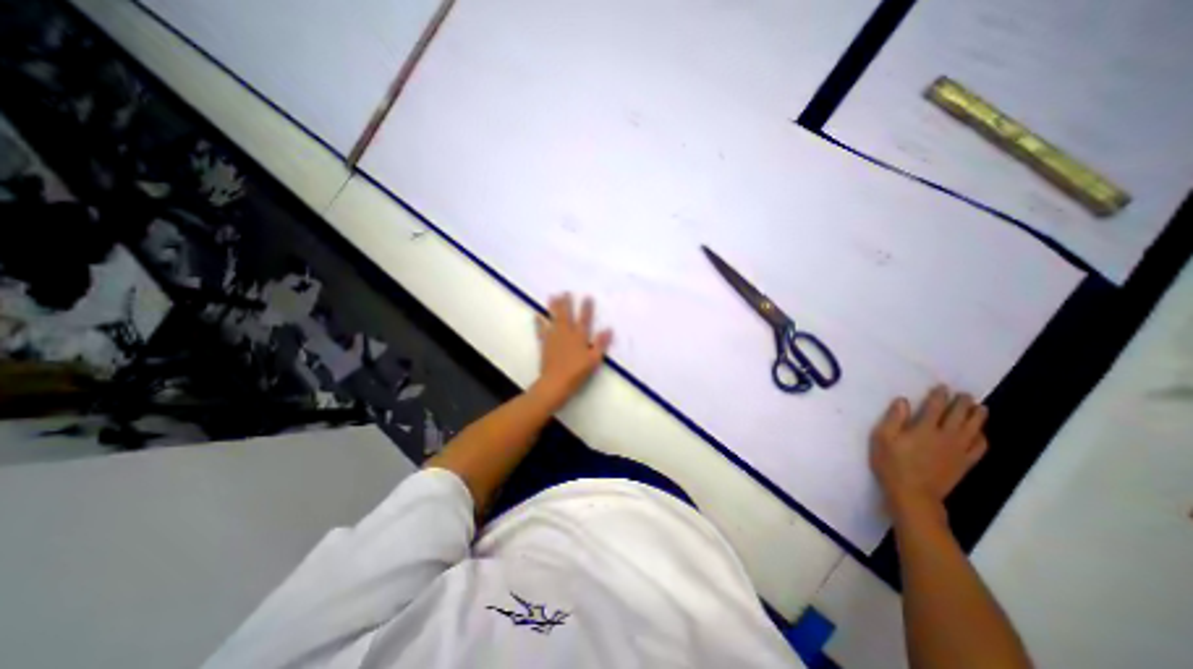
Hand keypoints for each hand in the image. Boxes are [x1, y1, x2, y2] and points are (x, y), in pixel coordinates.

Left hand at [531, 296, 613, 409]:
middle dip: (566, 303)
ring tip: (552, 296)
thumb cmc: (577, 372)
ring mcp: (554, 338)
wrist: (556, 382)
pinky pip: (541, 330)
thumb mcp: (594, 360)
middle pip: (566, 315)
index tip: (587, 296)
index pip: (584, 319)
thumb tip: (608, 329)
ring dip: (553, 307)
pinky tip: (537, 315)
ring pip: (553, 319)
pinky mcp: (545, 344)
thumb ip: (601, 344)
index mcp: (580, 337)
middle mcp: (566, 334)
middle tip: (565, 292)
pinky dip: (539, 323)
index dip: (586, 308)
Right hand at [874, 388, 993, 522]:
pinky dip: (982, 437)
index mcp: (924, 429)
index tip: (942, 387)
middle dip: (962, 403)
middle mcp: (946, 436)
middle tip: (965, 394)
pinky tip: (980, 434)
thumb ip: (893, 419)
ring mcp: (958, 451)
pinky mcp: (964, 463)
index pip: (935, 407)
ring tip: (980, 408)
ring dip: (977, 417)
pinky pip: (979, 448)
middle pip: (958, 416)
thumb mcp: (882, 439)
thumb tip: (903, 401)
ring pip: (974, 429)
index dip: (939, 396)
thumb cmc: (892, 464)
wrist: (913, 495)